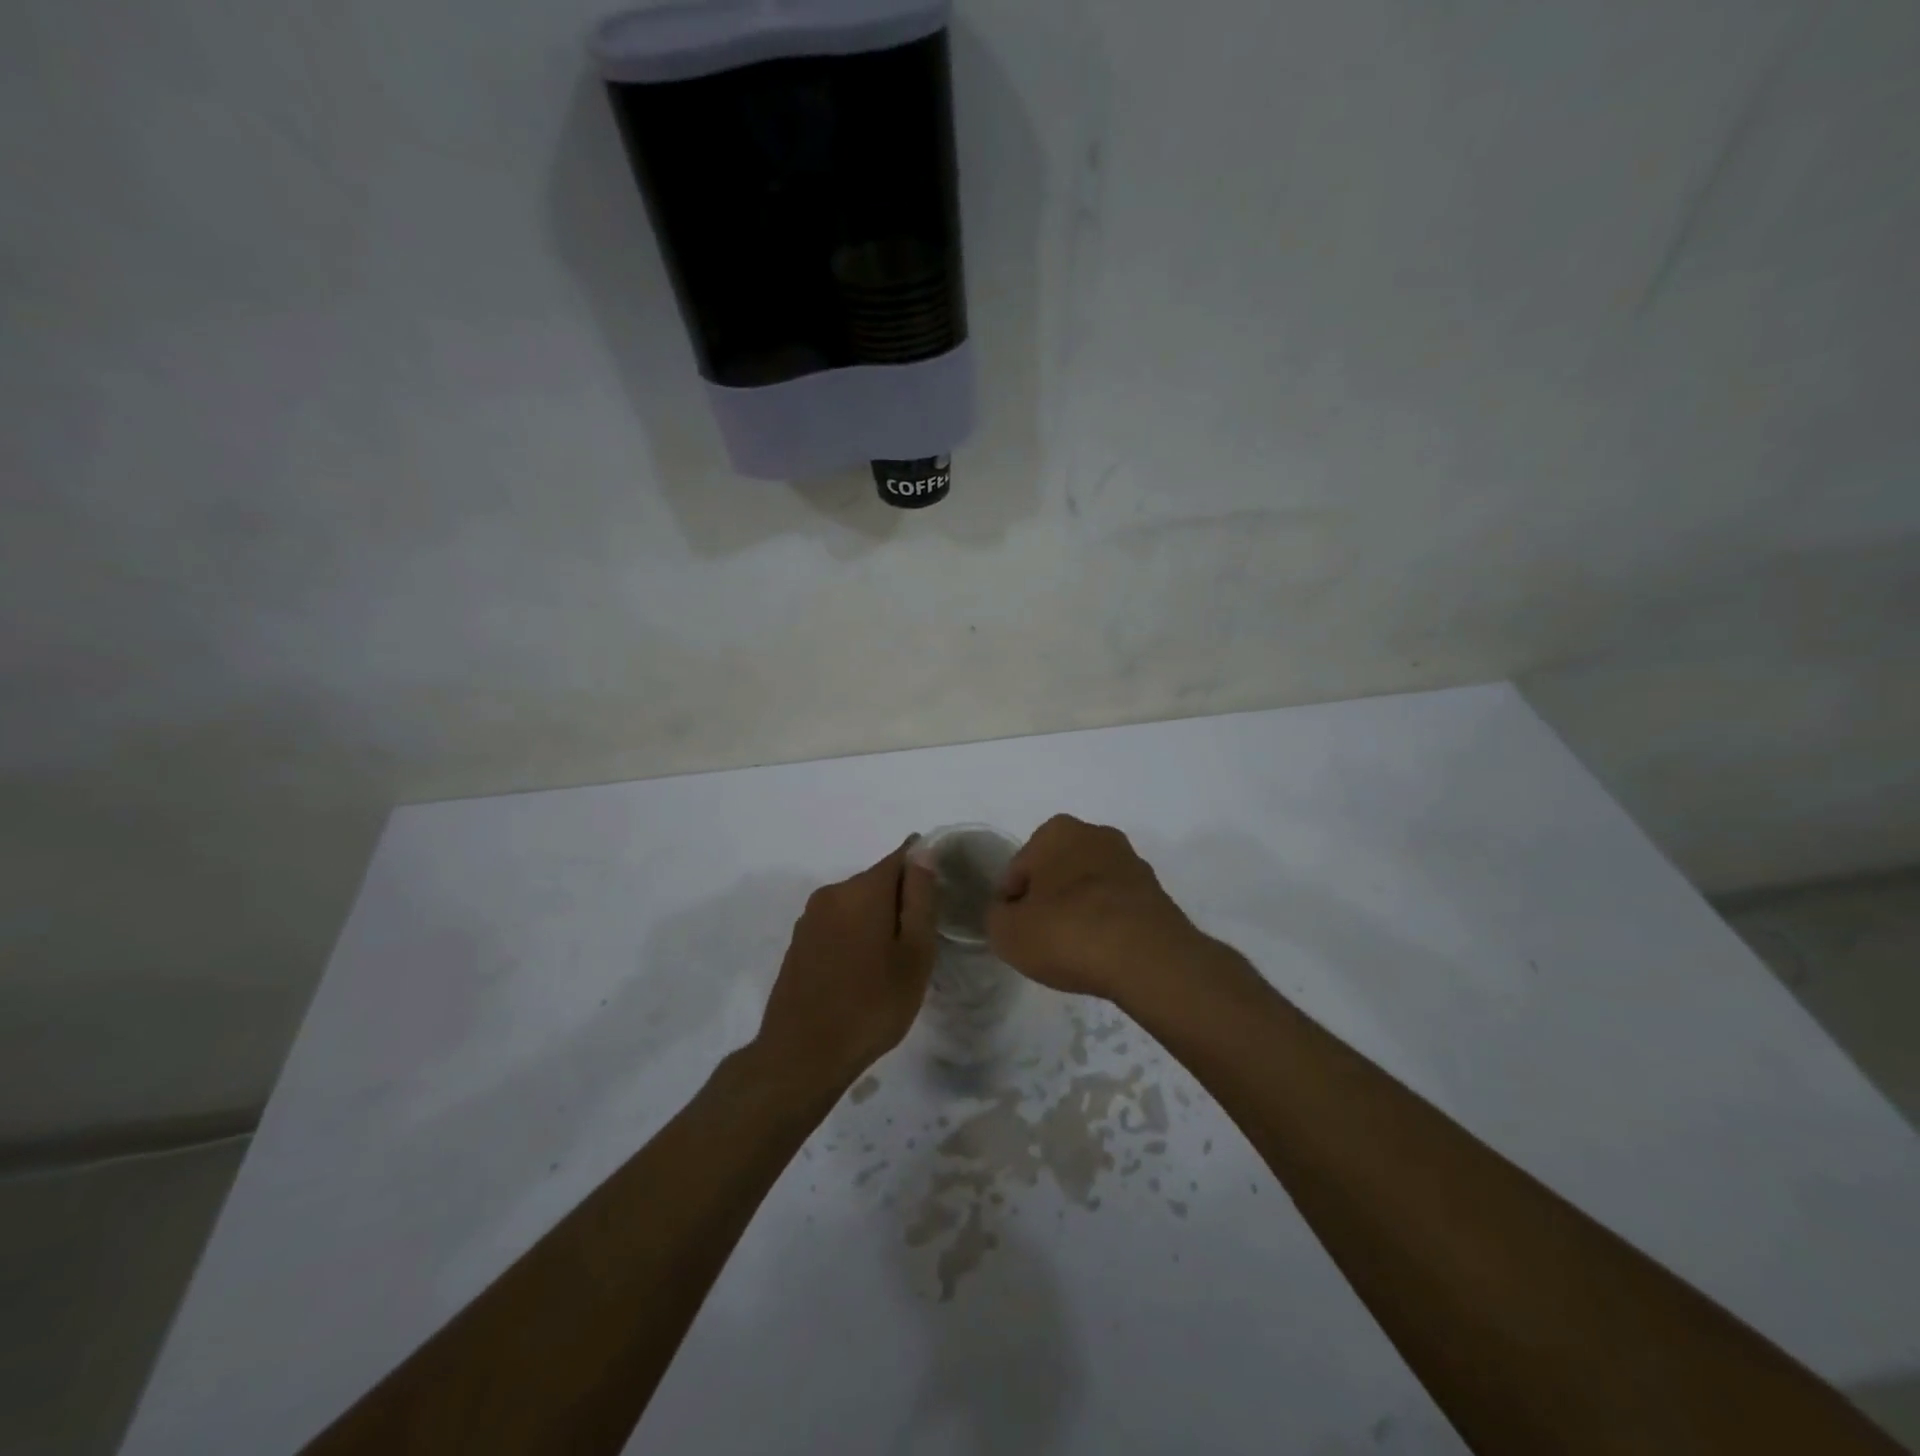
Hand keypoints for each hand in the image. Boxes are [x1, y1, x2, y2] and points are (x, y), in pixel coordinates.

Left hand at [755, 839, 936, 1090]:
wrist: (802, 1055)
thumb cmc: (872, 1005)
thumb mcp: (914, 954)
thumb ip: (920, 899)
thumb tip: (923, 853)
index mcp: (863, 889)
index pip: (901, 856)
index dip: (924, 868)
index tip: (939, 895)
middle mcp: (832, 893)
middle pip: (878, 881)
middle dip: (901, 900)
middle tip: (921, 941)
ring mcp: (810, 918)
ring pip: (856, 904)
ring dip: (876, 920)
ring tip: (893, 962)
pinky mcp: (799, 943)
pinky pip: (837, 924)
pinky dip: (855, 936)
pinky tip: (863, 972)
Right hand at [988, 815, 1209, 1003]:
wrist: (1147, 958)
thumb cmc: (1067, 932)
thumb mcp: (1007, 932)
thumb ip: (997, 917)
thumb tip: (1009, 914)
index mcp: (1056, 831)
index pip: (1018, 870)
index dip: (1010, 903)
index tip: (1014, 931)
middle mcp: (1095, 834)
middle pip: (1056, 873)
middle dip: (1048, 901)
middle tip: (1042, 940)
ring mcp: (1130, 862)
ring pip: (1089, 888)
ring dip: (1079, 911)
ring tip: (1074, 950)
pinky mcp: (1156, 892)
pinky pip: (1117, 907)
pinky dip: (1107, 924)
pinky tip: (1102, 952)